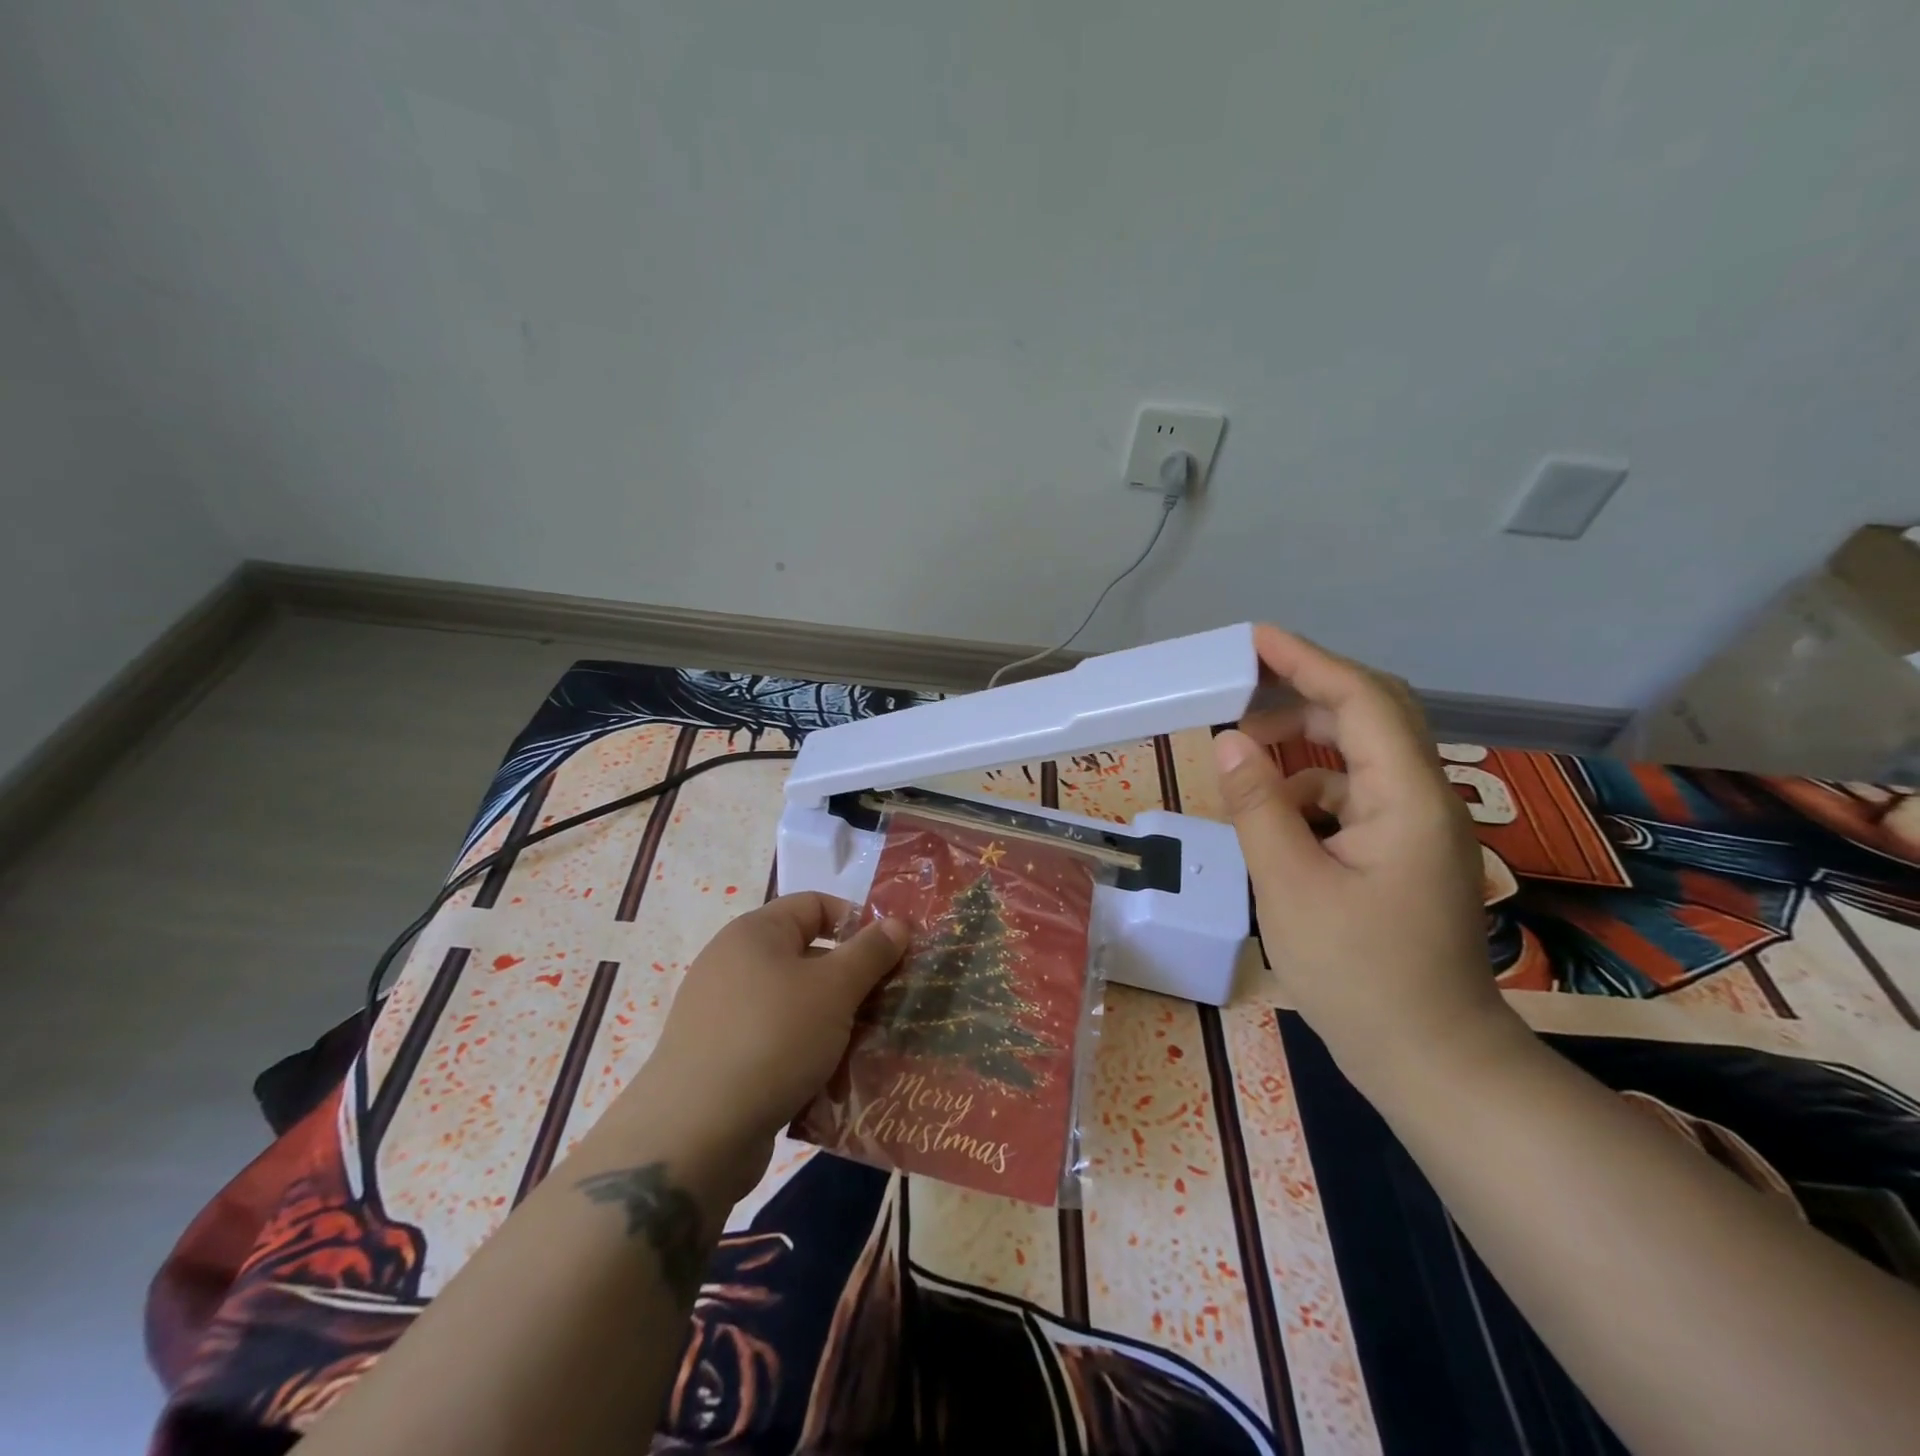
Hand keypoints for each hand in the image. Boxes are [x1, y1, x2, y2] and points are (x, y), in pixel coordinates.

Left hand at [616, 893, 906, 1198]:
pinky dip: (805, 1053)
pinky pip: (776, 1041)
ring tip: (868, 1046)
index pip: (816, 904)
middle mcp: (734, 963)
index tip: (891, 954)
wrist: (694, 1134)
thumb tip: (896, 923)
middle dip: (852, 979)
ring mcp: (723, 1013)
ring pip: (796, 1003)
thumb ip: (870, 952)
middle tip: (888, 1005)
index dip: (857, 922)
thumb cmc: (773, 1038)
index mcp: (756, 932)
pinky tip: (832, 1079)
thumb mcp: (834, 989)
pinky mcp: (721, 1058)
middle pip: (808, 955)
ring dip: (834, 1022)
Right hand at [1214, 627, 1522, 1093]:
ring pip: (1355, 757)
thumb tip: (1229, 742)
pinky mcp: (1400, 852)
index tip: (1253, 639)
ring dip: (1299, 748)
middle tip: (1238, 693)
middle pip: (1367, 715)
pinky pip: (1350, 798)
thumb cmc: (1360, 975)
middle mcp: (1421, 798)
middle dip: (1301, 694)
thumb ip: (1257, 807)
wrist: (1430, 1059)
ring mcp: (1414, 826)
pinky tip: (1272, 821)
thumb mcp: (1290, 886)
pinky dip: (1307, 793)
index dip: (1306, 660)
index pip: (1360, 699)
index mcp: (1407, 798)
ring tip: (1242, 761)